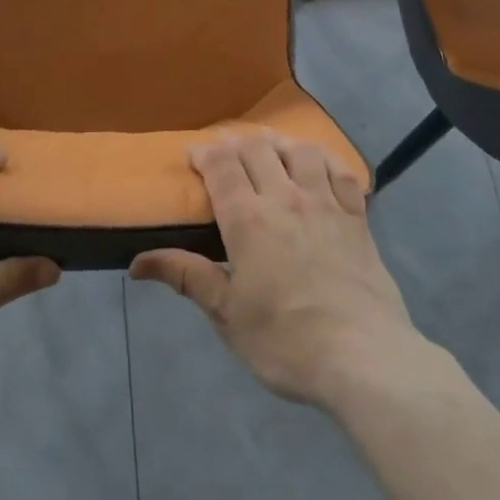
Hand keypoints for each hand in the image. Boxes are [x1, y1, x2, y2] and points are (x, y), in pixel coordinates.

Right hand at [130, 133, 433, 409]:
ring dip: (280, 143)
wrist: (362, 357)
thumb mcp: (227, 315)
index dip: (204, 153)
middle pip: (258, 148)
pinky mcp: (358, 217)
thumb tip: (137, 262)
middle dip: (237, 142)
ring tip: (271, 150)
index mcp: (248, 219)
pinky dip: (325, 160)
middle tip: (226, 152)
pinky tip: (319, 166)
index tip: (192, 154)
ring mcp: (326, 204)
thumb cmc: (285, 341)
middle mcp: (285, 198)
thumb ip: (187, 277)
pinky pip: (341, 172)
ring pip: (301, 150)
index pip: (222, 166)